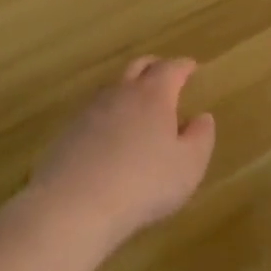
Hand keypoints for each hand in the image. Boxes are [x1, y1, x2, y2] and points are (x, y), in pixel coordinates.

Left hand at [27, 56, 216, 255]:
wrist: (75, 205)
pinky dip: (107, 113)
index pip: (171, 69)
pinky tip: (109, 132)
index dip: (183, 66)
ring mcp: (90, 111)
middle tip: (164, 71)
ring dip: (127, 87)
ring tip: (136, 100)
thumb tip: (202, 117)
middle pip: (137, 67)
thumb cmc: (144, 183)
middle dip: (154, 66)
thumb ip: (200, 138)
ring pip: (112, 87)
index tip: (191, 66)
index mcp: (153, 95)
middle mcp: (121, 93)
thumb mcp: (188, 165)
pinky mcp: (68, 132)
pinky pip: (93, 111)